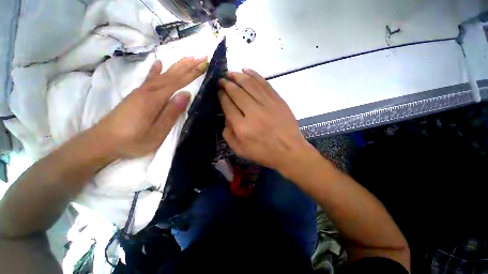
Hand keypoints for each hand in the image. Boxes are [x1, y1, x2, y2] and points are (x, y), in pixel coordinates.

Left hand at [92, 56, 207, 158]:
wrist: (103, 141)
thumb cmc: (133, 140)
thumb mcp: (157, 131)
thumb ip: (172, 112)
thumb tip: (186, 94)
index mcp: (155, 99)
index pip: (178, 82)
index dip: (192, 73)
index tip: (204, 64)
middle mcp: (148, 90)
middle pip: (171, 74)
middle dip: (187, 65)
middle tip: (200, 56)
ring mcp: (141, 91)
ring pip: (163, 74)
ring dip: (176, 65)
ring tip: (188, 57)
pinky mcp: (137, 95)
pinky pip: (149, 79)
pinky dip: (155, 70)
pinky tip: (159, 63)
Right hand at [218, 69, 310, 170]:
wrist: (289, 150)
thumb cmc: (264, 152)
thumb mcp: (240, 150)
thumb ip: (228, 134)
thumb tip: (226, 116)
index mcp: (241, 127)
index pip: (228, 105)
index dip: (222, 96)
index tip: (219, 91)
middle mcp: (252, 113)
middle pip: (236, 92)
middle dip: (227, 84)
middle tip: (222, 80)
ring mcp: (266, 104)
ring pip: (249, 84)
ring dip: (238, 76)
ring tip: (231, 73)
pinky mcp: (277, 100)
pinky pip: (264, 83)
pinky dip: (254, 75)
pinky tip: (246, 70)